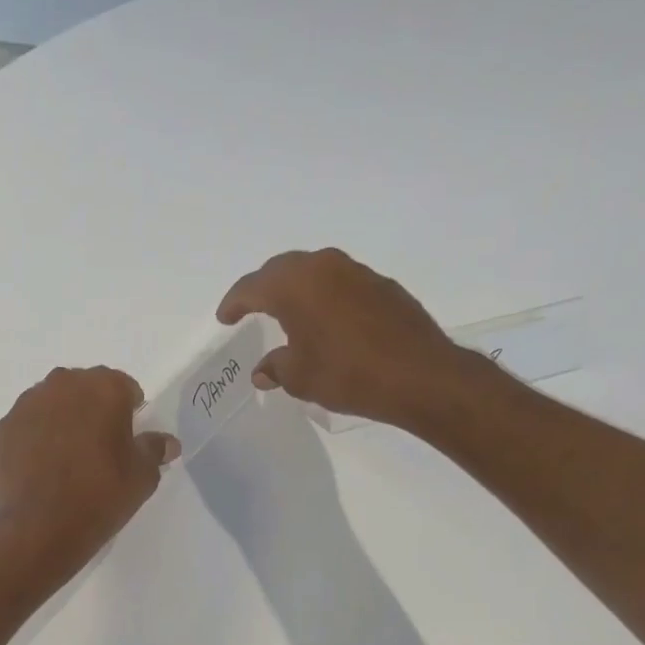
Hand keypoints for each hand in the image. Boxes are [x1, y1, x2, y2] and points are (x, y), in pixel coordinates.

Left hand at [0, 367, 179, 574]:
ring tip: (69, 457)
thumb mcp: (142, 476)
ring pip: (53, 403)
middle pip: (85, 389)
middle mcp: (63, 385)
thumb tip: (167, 442)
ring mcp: (28, 404)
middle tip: (100, 446)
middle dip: (94, 409)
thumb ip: (154, 449)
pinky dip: (37, 437)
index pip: (124, 387)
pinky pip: (29, 424)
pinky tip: (43, 467)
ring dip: (63, 420)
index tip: (129, 438)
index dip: (130, 411)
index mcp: (103, 387)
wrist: (40, 528)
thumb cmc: (101, 494)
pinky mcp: (4, 428)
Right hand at [217, 248, 480, 429]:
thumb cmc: (347, 374)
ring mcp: (357, 272)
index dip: (234, 303)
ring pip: (315, 272)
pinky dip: (326, 297)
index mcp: (294, 284)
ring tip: (289, 311)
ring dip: (297, 288)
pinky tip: (329, 320)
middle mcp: (323, 267)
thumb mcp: (301, 377)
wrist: (420, 375)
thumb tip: (262, 371)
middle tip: (251, 308)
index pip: (251, 287)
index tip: (225, 318)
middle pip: (282, 270)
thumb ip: (276, 367)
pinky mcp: (383, 285)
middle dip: (263, 288)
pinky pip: (341, 283)